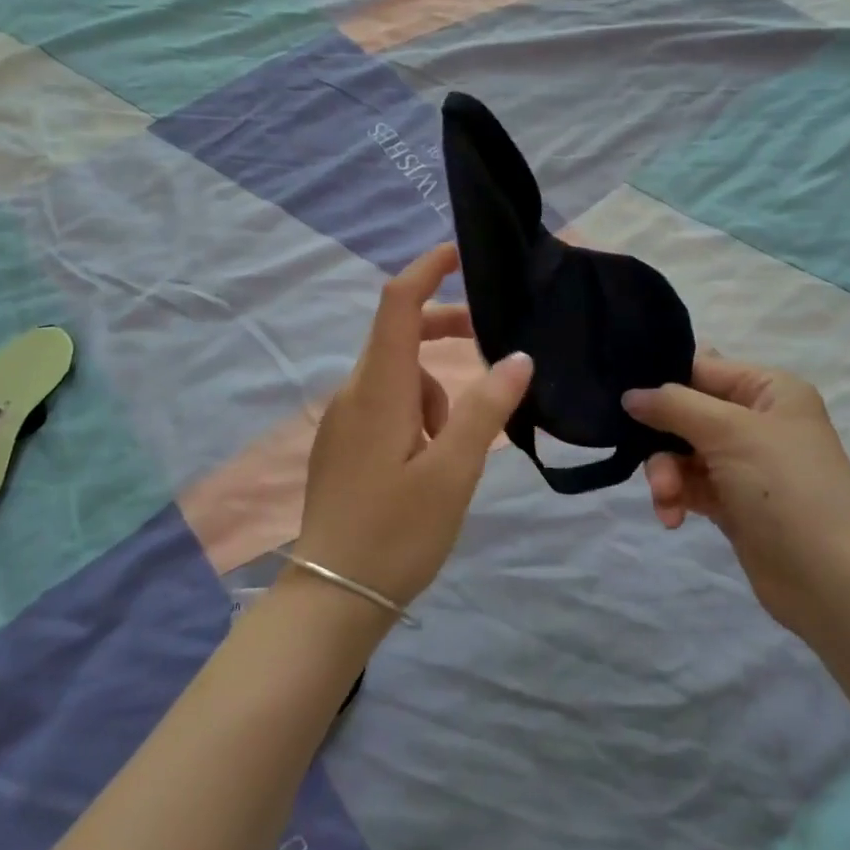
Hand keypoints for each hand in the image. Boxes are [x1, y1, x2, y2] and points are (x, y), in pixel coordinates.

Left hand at [298, 243, 534, 614]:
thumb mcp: (453, 471)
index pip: (397, 304)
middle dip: (445, 335)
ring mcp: (343, 419)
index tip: (459, 254)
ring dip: (434, 391)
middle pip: (400, 337)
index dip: (426, 269)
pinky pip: (384, 404)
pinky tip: (429, 462)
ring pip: (397, 377)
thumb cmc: (397, 532)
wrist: (332, 596)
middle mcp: (354, 392)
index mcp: (379, 388)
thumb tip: (518, 357)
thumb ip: (485, 409)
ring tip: (453, 451)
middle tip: (491, 353)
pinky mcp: (342, 443)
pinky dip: (416, 412)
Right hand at [623, 357, 849, 633]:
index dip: (664, 380)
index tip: (623, 394)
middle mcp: (757, 421)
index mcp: (768, 390)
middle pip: (686, 412)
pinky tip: (671, 516)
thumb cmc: (785, 487)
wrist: (832, 580)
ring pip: (682, 452)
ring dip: (666, 473)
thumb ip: (674, 406)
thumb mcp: (729, 431)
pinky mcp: (733, 502)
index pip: (702, 368)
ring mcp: (745, 464)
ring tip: (666, 498)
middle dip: (662, 437)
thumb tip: (630, 395)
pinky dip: (676, 497)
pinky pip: (690, 486)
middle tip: (642, 456)